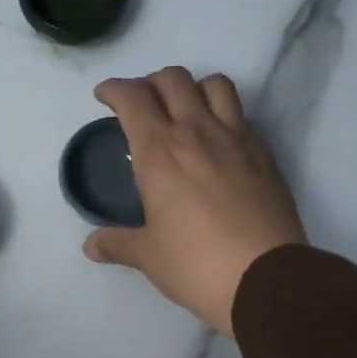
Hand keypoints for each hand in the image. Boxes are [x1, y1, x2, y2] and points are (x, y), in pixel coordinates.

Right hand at [83, 67, 306, 336]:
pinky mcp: (264, 154)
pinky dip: (224, 114)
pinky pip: (242, 115)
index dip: (114, 89)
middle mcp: (197, 132)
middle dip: (151, 83)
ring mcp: (236, 139)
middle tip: (142, 106)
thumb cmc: (196, 264)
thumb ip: (118, 244)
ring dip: (193, 88)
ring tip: (185, 112)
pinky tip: (218, 142)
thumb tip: (92, 246)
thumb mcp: (149, 256)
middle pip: (173, 79)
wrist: (265, 277)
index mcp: (160, 152)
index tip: (105, 97)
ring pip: (215, 84)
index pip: (133, 98)